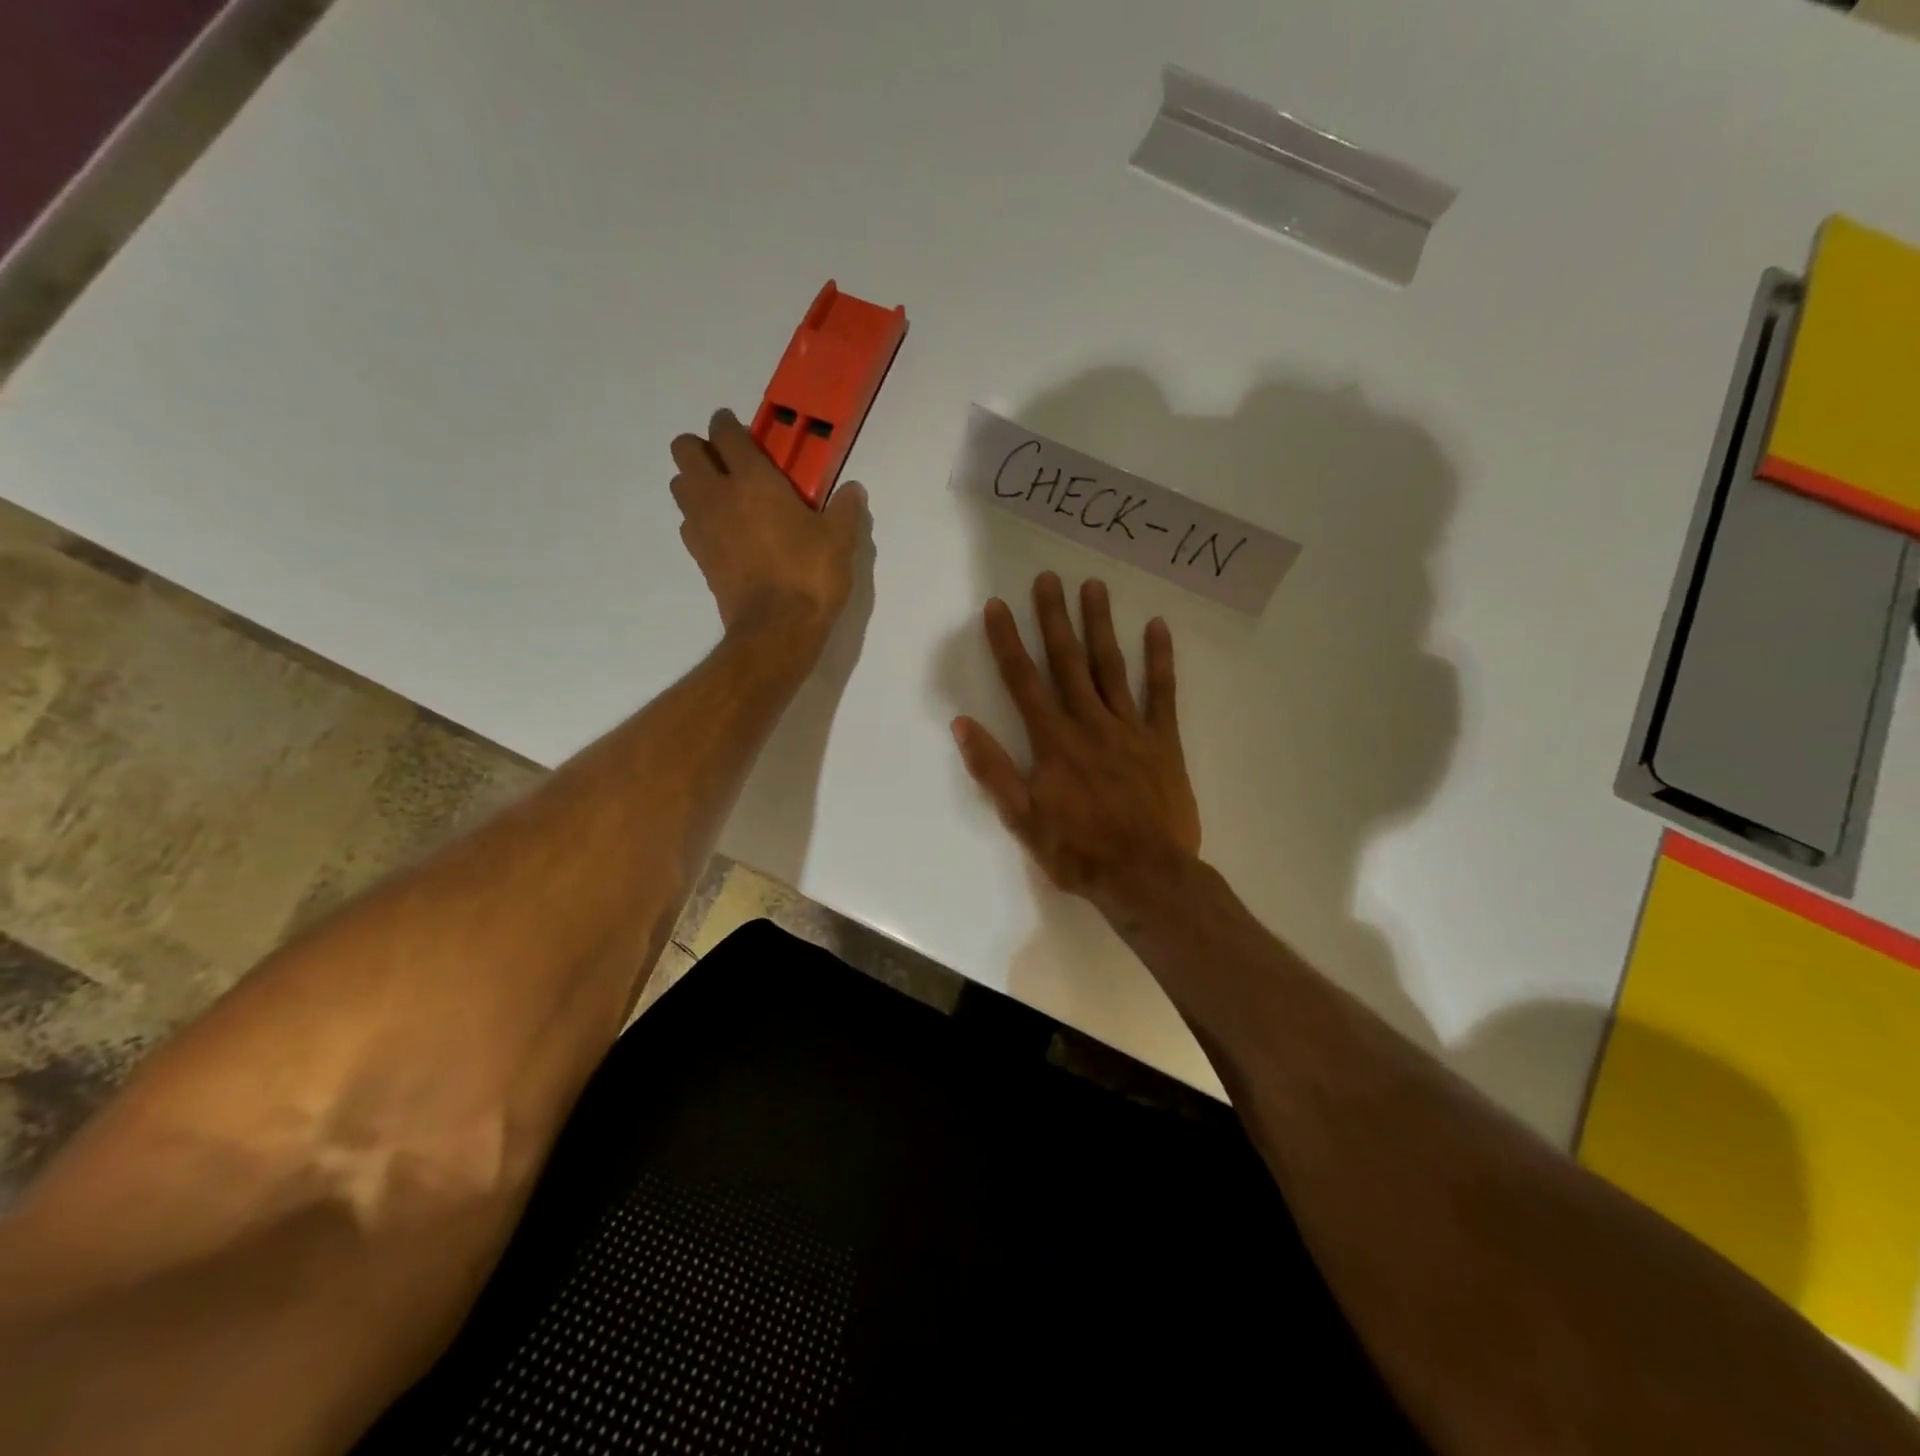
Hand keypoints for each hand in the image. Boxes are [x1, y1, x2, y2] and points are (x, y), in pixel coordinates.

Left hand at [670, 409, 867, 652]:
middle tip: (729, 462)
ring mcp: (702, 527)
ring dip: (695, 482)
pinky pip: (688, 523)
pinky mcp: (699, 557)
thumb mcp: (840, 540)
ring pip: (680, 486)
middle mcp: (717, 495)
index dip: (728, 424)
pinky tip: (725, 532)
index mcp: (752, 480)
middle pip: (685, 451)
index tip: (740, 429)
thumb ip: (845, 509)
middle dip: (701, 448)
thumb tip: (853, 490)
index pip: (726, 433)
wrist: (777, 629)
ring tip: (725, 496)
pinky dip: (700, 518)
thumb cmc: (809, 576)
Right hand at [952, 572, 1201, 915]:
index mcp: (1053, 742)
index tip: (997, 606)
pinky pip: (1161, 693)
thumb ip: (992, 769)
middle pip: (1067, 662)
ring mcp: (1129, 728)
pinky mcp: (1163, 741)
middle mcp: (1089, 723)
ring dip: (1100, 625)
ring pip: (1111, 667)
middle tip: (1048, 578)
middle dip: (1054, 618)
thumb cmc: (1077, 851)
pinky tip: (1156, 626)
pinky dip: (1159, 659)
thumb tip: (963, 724)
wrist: (1145, 876)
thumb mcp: (1022, 819)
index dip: (1007, 642)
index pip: (1023, 682)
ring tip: (1094, 586)